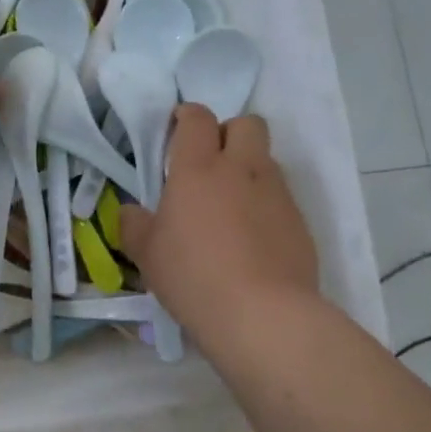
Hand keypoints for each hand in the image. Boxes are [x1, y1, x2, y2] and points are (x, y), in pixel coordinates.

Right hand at [118, 105, 321, 335]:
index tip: (176, 132)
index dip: (187, 117)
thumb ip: (134, 225)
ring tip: (230, 207)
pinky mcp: (300, 222)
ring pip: (266, 160)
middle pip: (246, 124)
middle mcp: (242, 169)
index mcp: (198, 169)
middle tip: (209, 164)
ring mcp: (277, 194)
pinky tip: (252, 239)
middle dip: (229, 133)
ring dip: (248, 169)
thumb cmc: (192, 276)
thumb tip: (131, 212)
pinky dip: (265, 205)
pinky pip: (281, 197)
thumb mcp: (146, 254)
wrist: (262, 314)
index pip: (198, 118)